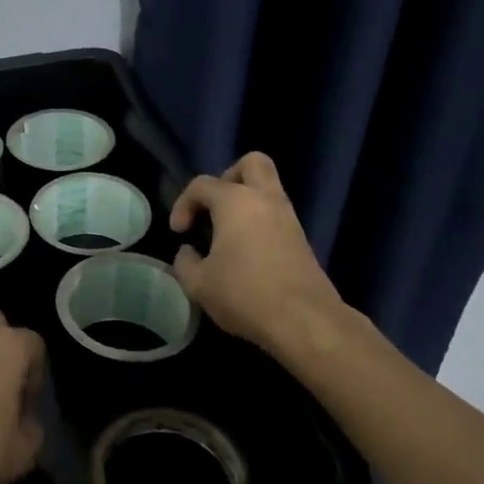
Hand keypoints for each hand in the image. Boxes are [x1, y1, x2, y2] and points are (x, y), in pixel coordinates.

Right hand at [170, 152, 346, 360]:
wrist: (304, 320)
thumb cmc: (244, 294)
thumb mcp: (198, 284)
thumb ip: (185, 262)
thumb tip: (188, 252)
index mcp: (235, 202)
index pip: (202, 185)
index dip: (183, 204)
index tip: (179, 232)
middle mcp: (265, 199)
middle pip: (252, 163)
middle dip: (228, 177)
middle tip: (213, 207)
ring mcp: (288, 217)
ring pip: (267, 189)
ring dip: (245, 202)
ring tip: (226, 234)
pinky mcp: (301, 239)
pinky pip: (275, 214)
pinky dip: (258, 222)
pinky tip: (245, 252)